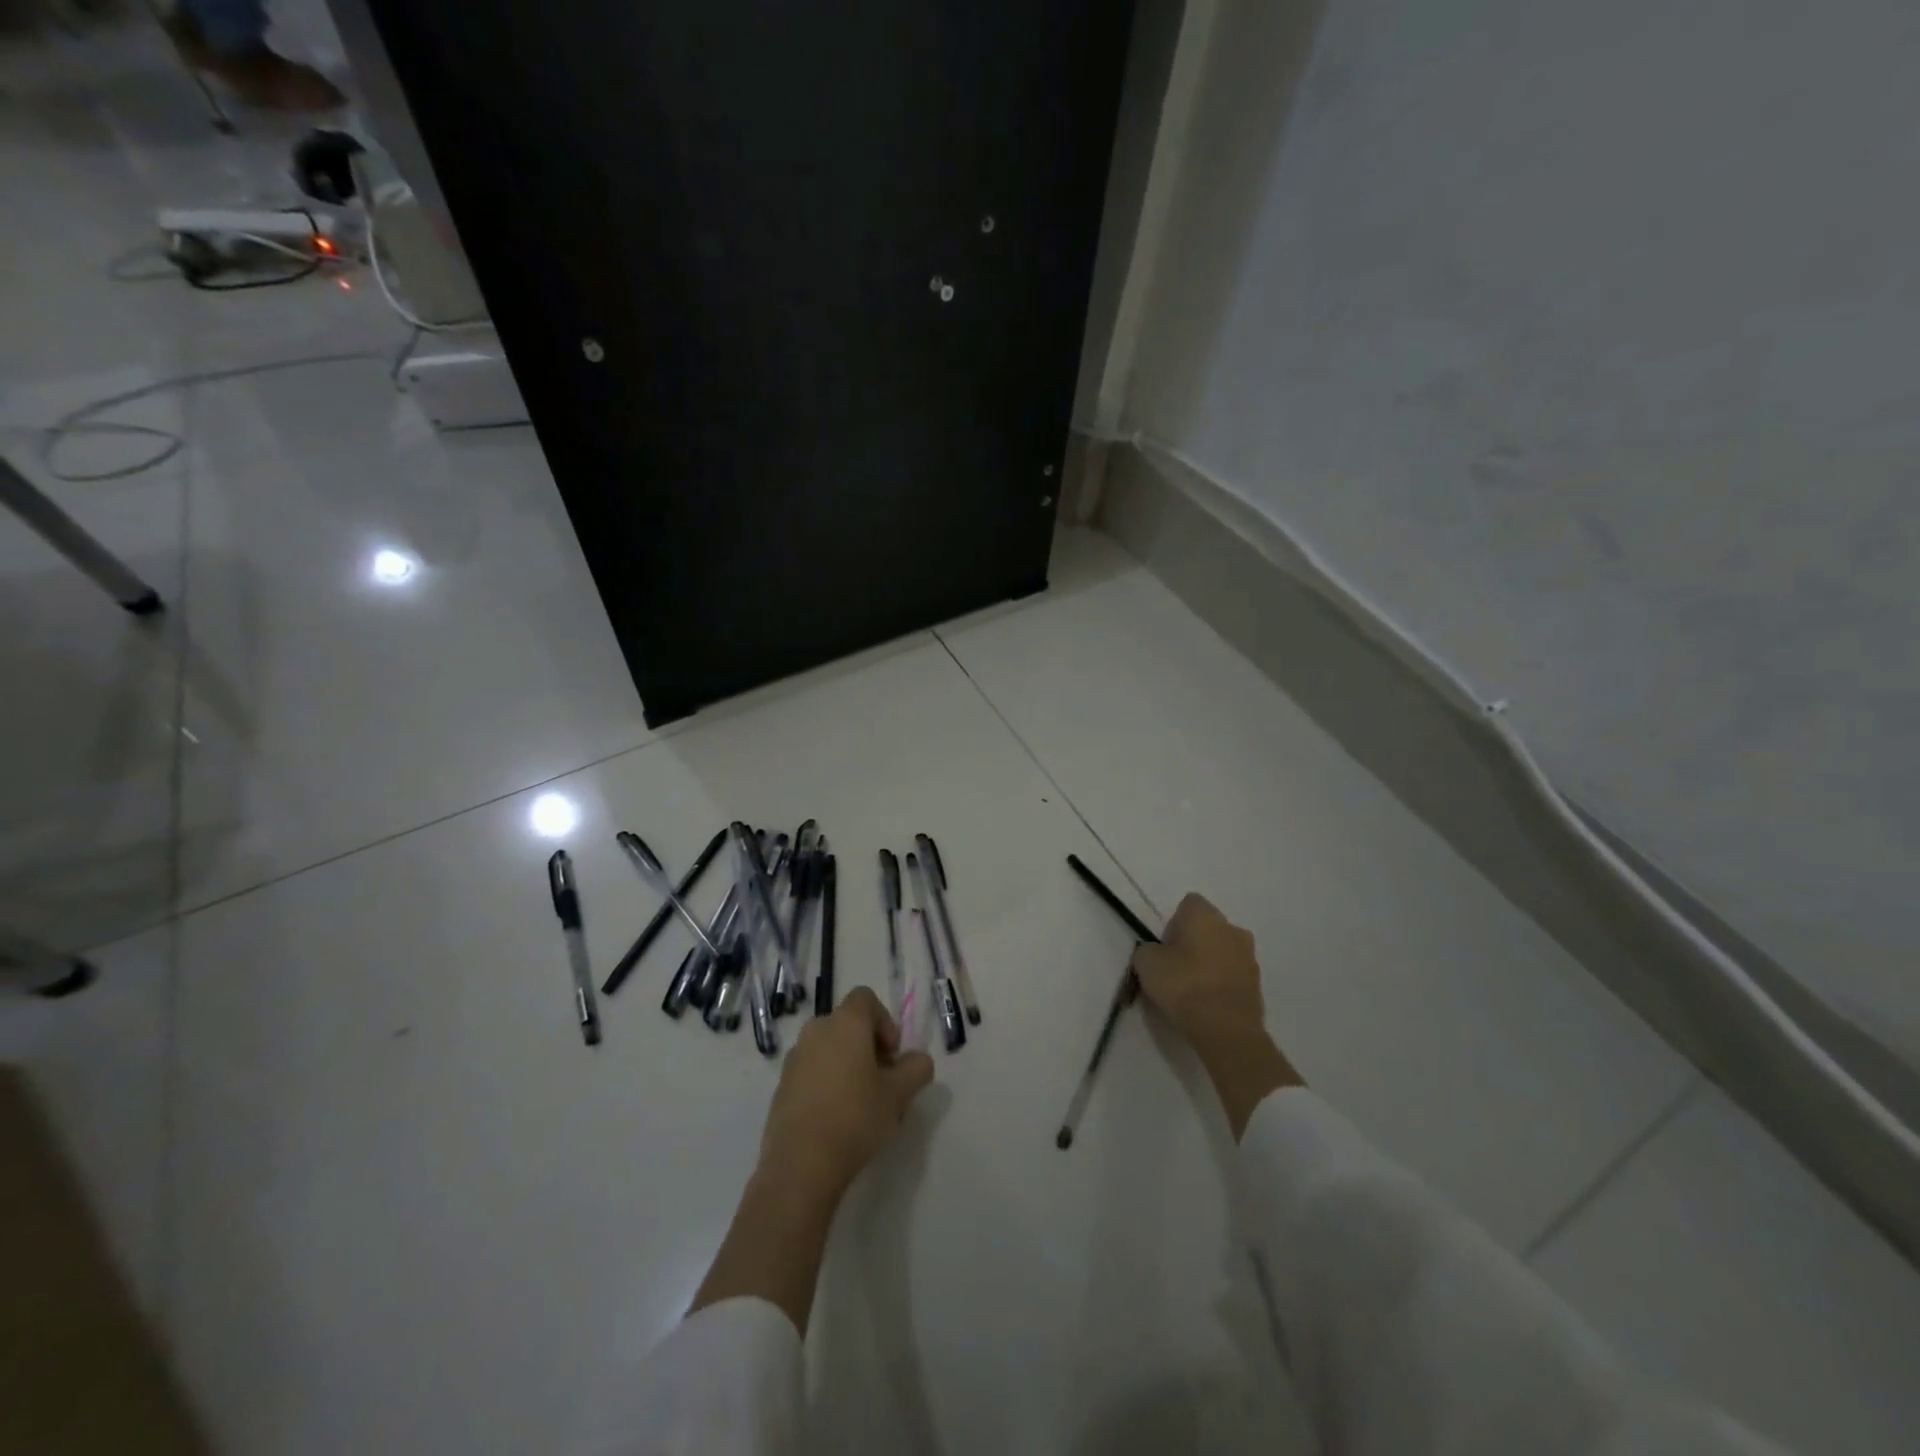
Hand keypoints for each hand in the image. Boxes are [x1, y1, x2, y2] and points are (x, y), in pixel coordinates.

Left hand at [757, 986, 934, 1206]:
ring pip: (828, 1047)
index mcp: (845, 1023)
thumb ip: (916, 1069)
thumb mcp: (899, 1094)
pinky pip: (811, 1069)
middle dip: (868, 1045)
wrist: (801, 1164)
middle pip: (847, 1023)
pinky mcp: (781, 1084)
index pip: (866, 999)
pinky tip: (835, 1116)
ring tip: (860, 1101)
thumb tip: (918, 1060)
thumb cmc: (856, 1117)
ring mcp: (794, 1057)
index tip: (892, 1055)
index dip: (885, 1021)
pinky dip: (826, 1080)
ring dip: (846, 1063)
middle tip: (882, 1080)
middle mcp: (816, 1030)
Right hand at [1132, 894, 1302, 1137]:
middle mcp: (1233, 929)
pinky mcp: (1258, 986)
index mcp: (1206, 915)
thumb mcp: (1146, 963)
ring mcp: (1250, 958)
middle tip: (1175, 968)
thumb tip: (1157, 953)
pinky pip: (1232, 977)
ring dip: (1209, 964)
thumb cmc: (1183, 985)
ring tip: (1191, 991)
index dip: (1173, 923)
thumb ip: (1149, 950)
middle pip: (1208, 928)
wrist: (1226, 1030)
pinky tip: (1207, 1005)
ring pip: (1223, 952)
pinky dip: (1220, 985)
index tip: (1164, 947)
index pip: (1188, 904)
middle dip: (1193, 943)